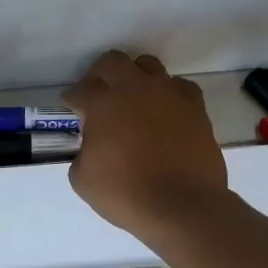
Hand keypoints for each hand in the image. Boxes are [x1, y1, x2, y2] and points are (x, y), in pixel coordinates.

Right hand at [64, 51, 227, 240]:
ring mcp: (168, 95)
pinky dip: (169, 93)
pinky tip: (165, 110)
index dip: (72, 99)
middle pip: (113, 62)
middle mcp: (135, 89)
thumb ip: (82, 155)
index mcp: (103, 104)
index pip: (80, 90)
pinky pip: (180, 87)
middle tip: (98, 94)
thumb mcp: (83, 180)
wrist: (182, 206)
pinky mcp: (195, 108)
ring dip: (136, 77)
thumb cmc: (126, 193)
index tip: (71, 107)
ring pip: (149, 66)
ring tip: (133, 99)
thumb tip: (91, 149)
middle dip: (100, 74)